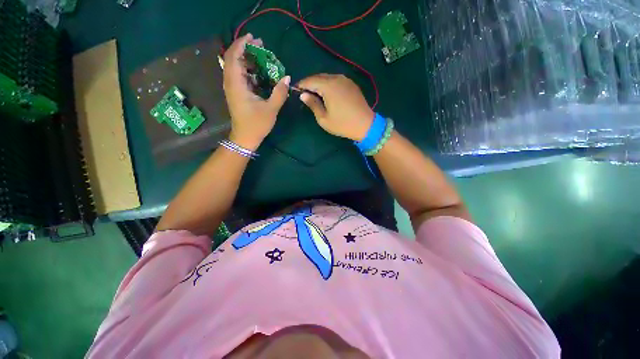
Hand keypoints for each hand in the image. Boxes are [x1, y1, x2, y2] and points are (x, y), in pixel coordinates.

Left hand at [223, 33, 289, 149]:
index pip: (234, 57)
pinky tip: (259, 71)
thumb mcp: (271, 109)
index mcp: (237, 85)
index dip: (242, 44)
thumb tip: (287, 78)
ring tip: (261, 55)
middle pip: (233, 59)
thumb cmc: (257, 125)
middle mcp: (231, 84)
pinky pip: (239, 76)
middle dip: (245, 49)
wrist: (245, 138)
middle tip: (260, 44)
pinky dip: (248, 70)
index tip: (253, 37)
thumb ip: (279, 93)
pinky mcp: (236, 94)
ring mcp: (232, 89)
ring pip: (235, 67)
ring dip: (246, 59)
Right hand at [296, 74, 374, 141]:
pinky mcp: (351, 84)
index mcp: (328, 86)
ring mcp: (345, 80)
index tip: (294, 90)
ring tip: (313, 93)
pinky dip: (328, 84)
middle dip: (309, 83)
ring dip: (319, 83)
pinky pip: (335, 80)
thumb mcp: (324, 118)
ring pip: (327, 77)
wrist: (365, 124)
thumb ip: (313, 104)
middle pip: (318, 77)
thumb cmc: (342, 124)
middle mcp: (337, 78)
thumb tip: (303, 95)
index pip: (310, 81)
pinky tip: (326, 93)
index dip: (301, 85)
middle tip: (303, 93)